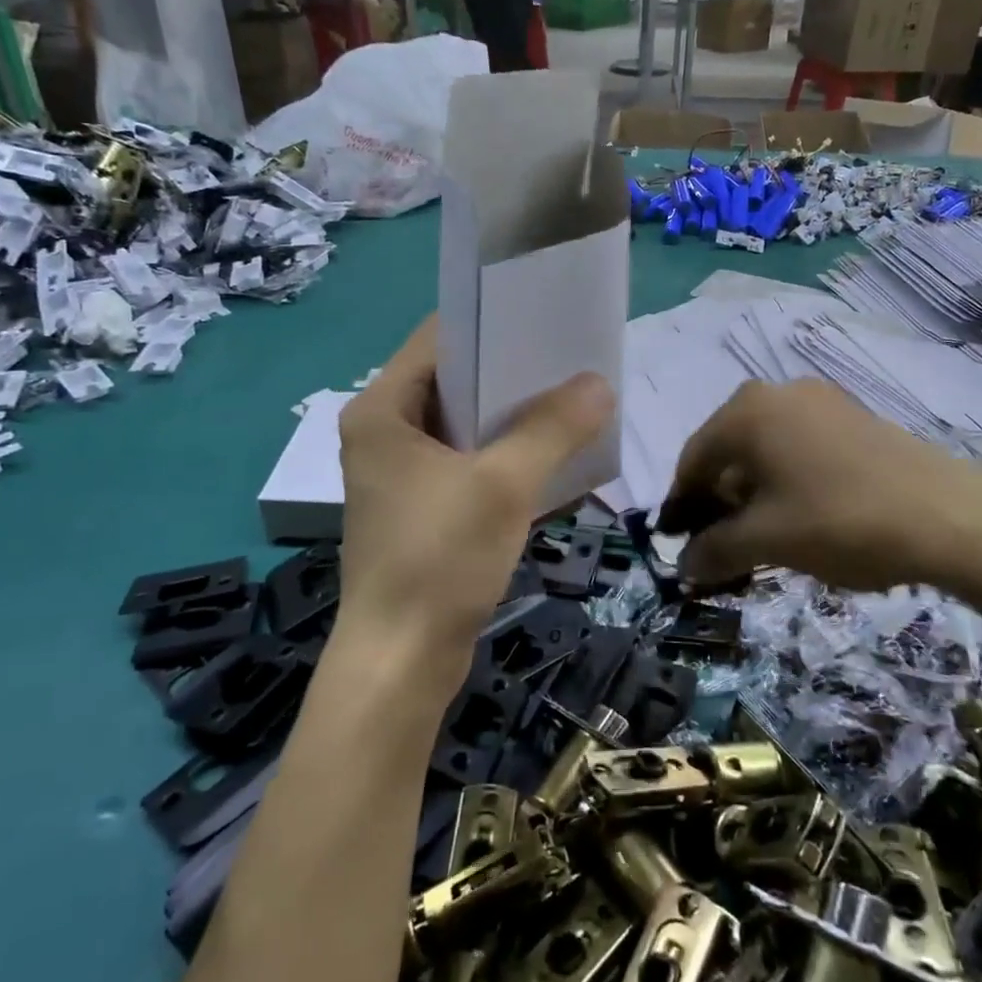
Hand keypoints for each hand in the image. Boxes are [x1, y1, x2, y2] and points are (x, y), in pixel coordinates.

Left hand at [337, 319, 613, 691]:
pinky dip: (506, 456)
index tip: (547, 318)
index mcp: (382, 410)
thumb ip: (553, 428)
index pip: (439, 339)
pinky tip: (555, 455)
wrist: (401, 663)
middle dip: (513, 373)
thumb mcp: (503, 485)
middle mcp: (385, 433)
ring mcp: (401, 474)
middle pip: (454, 381)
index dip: (492, 323)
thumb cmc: (439, 559)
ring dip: (515, 418)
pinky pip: (469, 464)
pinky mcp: (421, 509)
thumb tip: (599, 384)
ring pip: (465, 426)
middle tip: (572, 361)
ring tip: (574, 400)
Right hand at [657, 379, 981, 593]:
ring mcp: (820, 402)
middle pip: (727, 452)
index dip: (679, 505)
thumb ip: (714, 550)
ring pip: (765, 451)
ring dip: (751, 495)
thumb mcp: (767, 540)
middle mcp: (777, 393)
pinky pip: (799, 448)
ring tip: (760, 538)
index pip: (692, 459)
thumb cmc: (840, 520)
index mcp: (746, 412)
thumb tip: (683, 566)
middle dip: (716, 502)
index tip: (676, 544)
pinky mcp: (853, 418)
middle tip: (719, 546)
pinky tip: (800, 517)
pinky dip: (786, 482)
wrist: (951, 516)